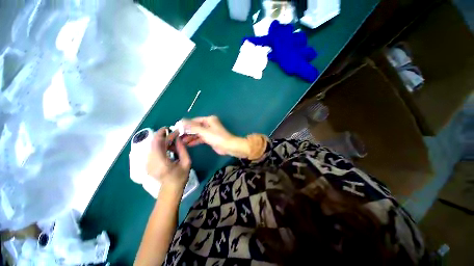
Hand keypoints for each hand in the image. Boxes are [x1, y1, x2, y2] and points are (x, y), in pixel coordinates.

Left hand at [146, 128, 190, 190]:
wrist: (170, 189)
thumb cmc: (181, 177)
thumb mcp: (186, 162)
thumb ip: (182, 149)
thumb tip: (178, 138)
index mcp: (161, 162)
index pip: (159, 143)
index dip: (165, 134)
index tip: (173, 129)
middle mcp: (151, 162)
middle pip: (154, 143)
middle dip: (162, 135)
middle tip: (172, 132)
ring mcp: (147, 163)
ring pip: (152, 145)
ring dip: (161, 140)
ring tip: (172, 140)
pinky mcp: (147, 163)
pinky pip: (152, 150)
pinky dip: (159, 145)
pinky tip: (168, 147)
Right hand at [181, 116, 249, 157]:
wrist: (228, 146)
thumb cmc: (216, 137)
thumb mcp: (203, 131)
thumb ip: (192, 127)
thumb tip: (180, 122)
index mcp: (209, 119)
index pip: (194, 120)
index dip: (186, 124)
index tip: (177, 128)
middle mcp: (209, 124)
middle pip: (196, 127)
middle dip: (187, 132)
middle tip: (178, 136)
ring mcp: (210, 131)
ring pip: (198, 133)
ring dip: (190, 137)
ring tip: (181, 141)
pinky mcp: (210, 138)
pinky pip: (201, 138)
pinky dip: (195, 140)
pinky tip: (189, 144)